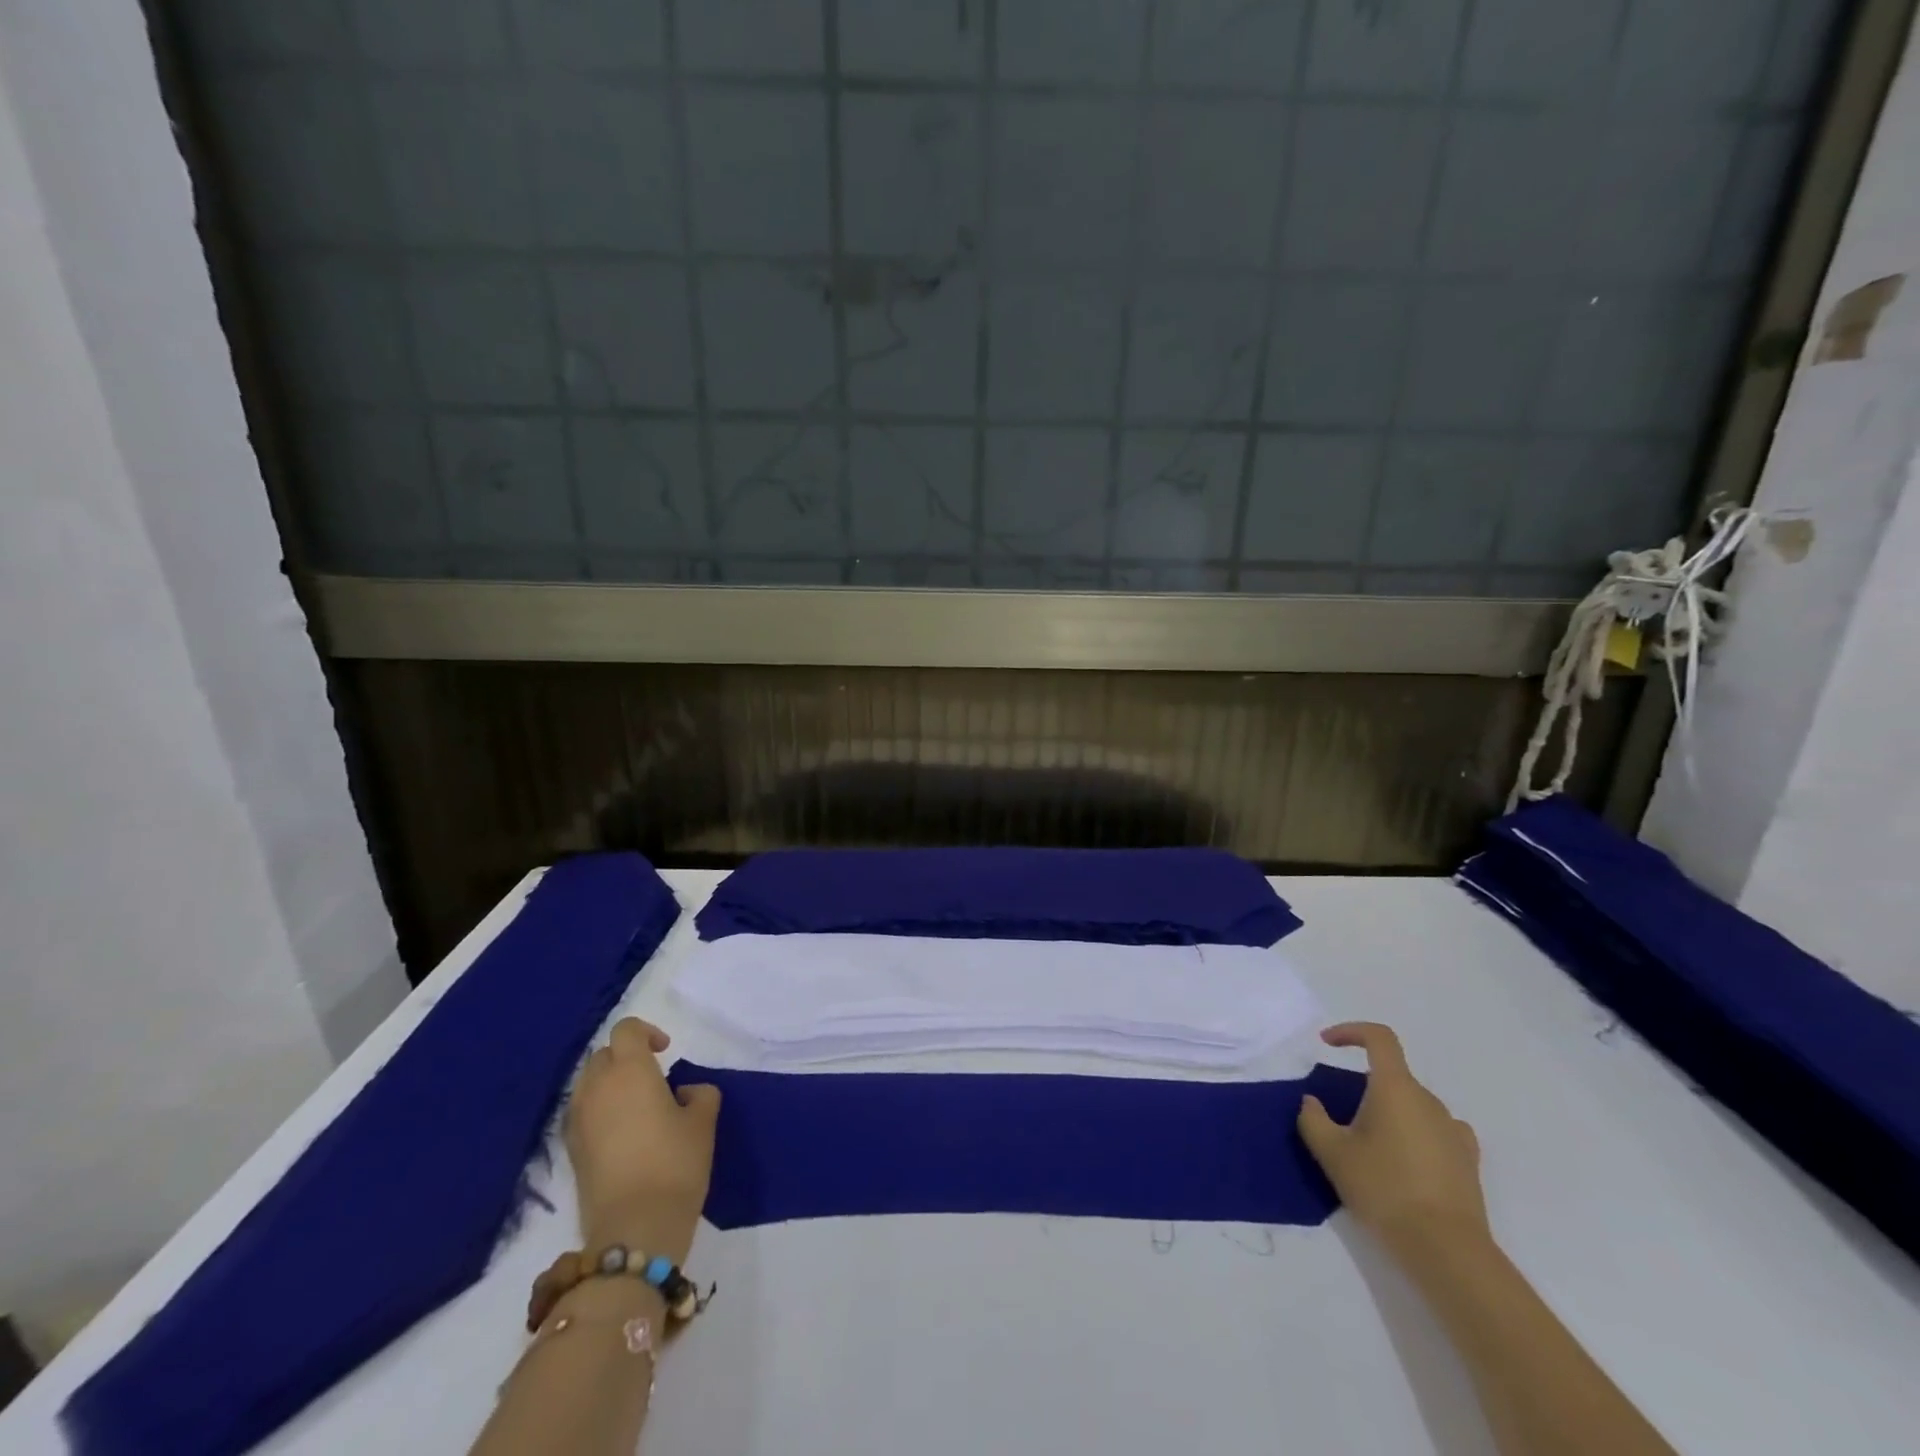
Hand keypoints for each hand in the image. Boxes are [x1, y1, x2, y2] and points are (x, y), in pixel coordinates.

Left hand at [565, 1018, 720, 1264]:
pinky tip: (622, 1133)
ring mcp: (578, 1120)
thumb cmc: (676, 1163)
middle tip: (653, 1078)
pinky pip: (582, 1112)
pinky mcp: (570, 1150)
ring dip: (610, 1084)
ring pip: (589, 1084)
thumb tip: (682, 1093)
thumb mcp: (703, 1121)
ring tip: (637, 1106)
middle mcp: (597, 1087)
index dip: (647, 1033)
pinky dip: (599, 1110)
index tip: (666, 1051)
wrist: (635, 1228)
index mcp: (630, 1070)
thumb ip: (699, 1093)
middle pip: (604, 1055)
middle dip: (626, 1057)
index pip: (626, 1030)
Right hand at [1297, 1022, 1490, 1263]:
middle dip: (1365, 1088)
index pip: (1379, 1038)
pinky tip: (1406, 1160)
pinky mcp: (1468, 1160)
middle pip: (1393, 1076)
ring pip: (1413, 1105)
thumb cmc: (1383, 1189)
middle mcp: (1428, 1100)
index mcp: (1395, 1088)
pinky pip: (1436, 1130)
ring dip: (1390, 1113)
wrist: (1446, 1250)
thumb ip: (1312, 1119)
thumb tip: (1312, 1102)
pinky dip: (1416, 1133)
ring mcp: (1453, 1130)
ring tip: (1372, 1150)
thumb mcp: (1332, 1154)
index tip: (1327, 1044)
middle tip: (1343, 1122)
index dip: (1351, 1032)